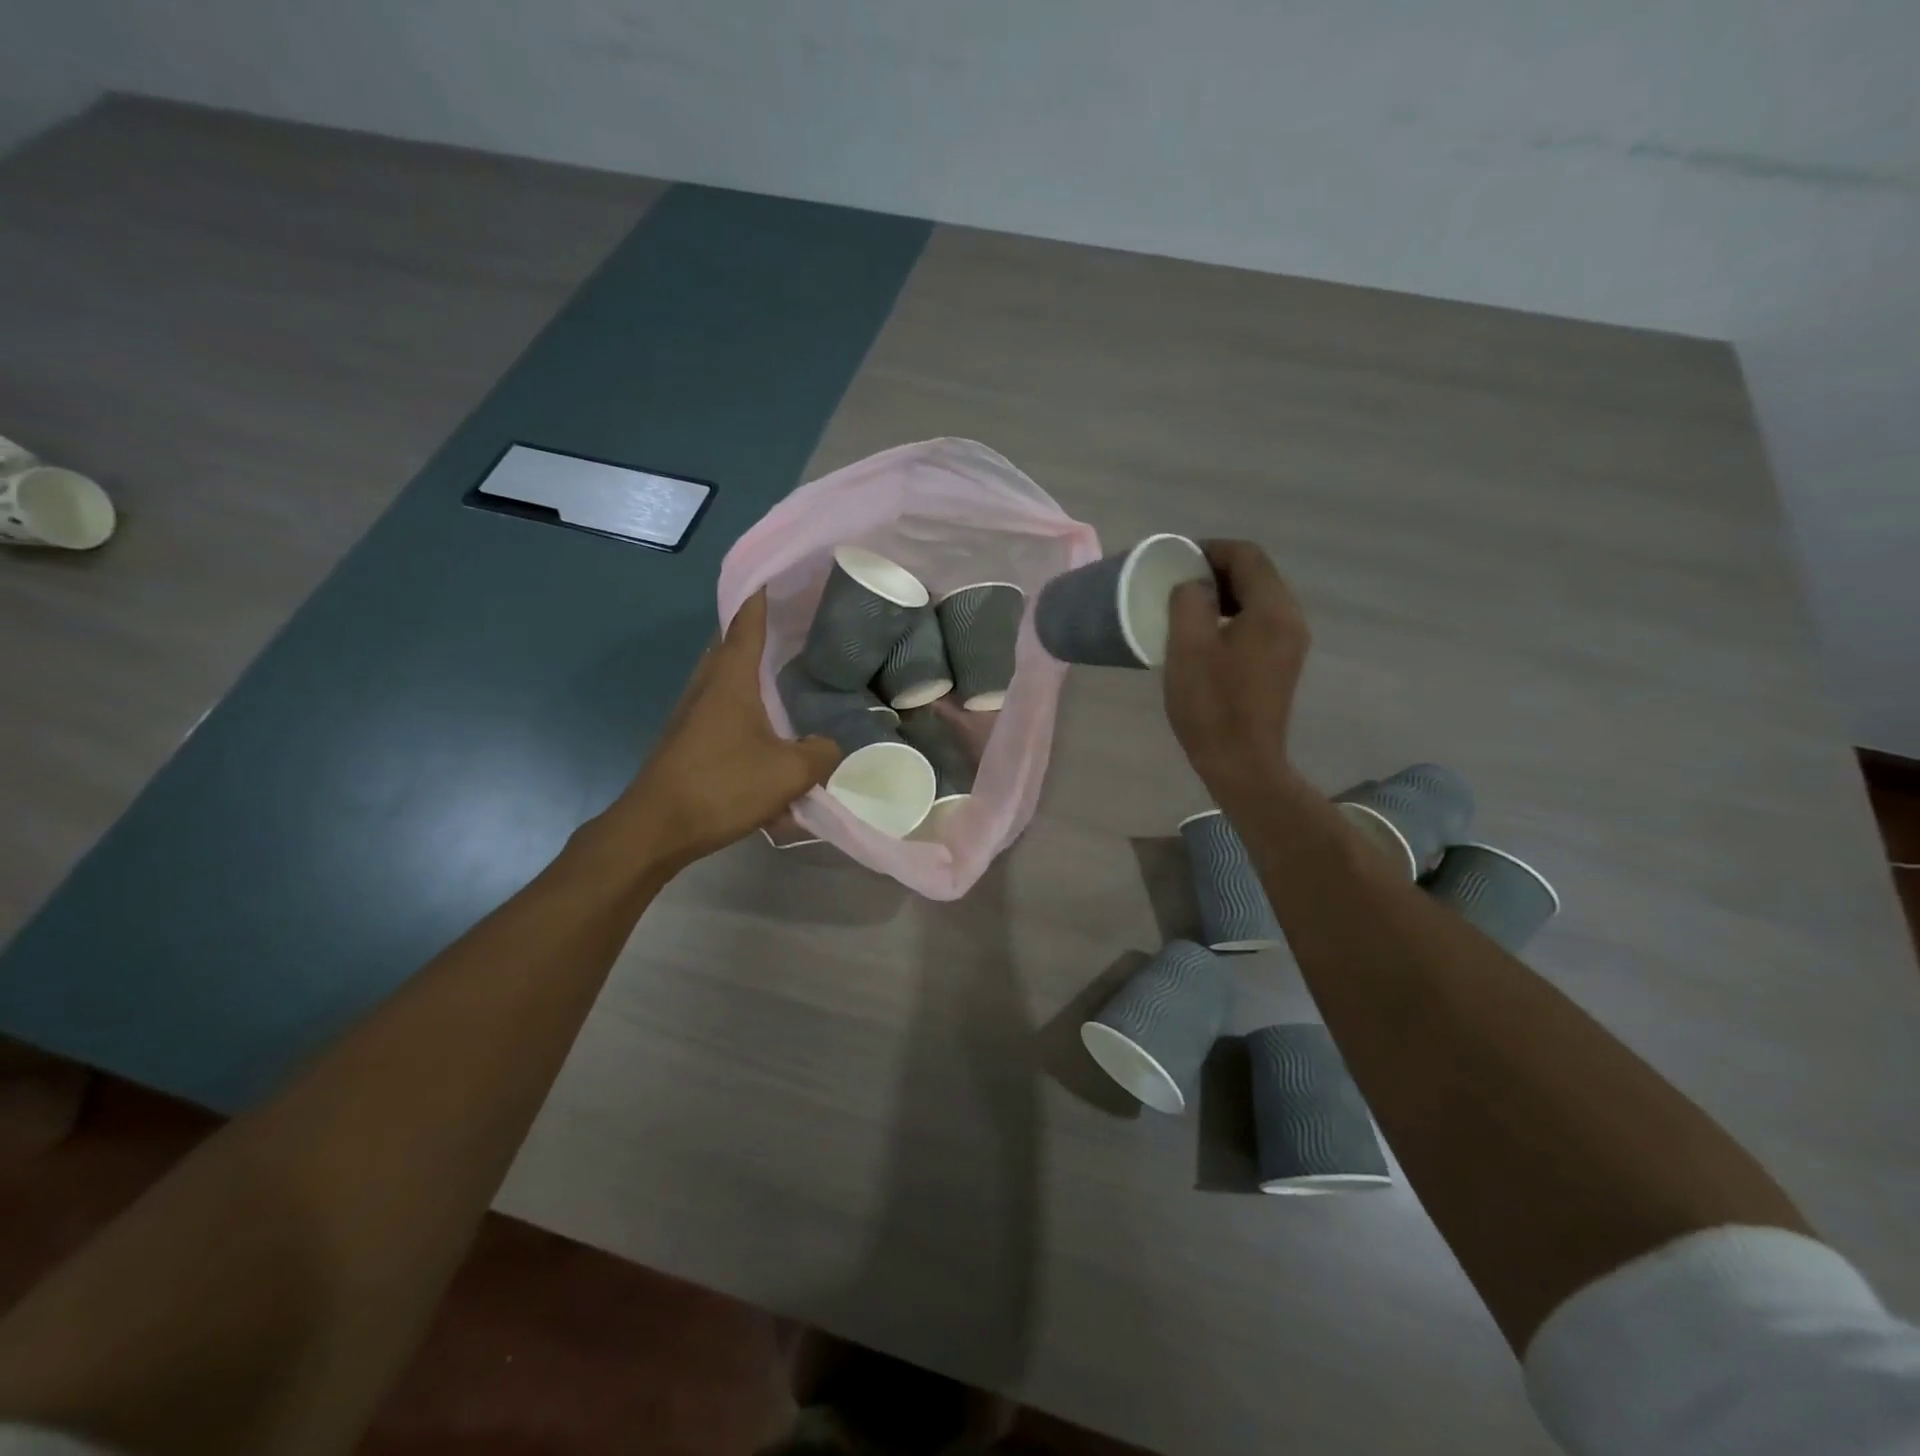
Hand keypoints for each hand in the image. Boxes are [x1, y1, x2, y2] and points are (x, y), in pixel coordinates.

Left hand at [616, 591, 840, 868]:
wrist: (657, 828)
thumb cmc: (722, 786)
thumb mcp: (789, 772)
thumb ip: (820, 753)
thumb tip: (831, 746)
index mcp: (731, 678)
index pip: (747, 621)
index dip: (761, 596)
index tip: (776, 574)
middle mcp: (707, 686)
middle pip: (731, 644)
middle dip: (757, 630)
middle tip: (792, 624)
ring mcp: (692, 713)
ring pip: (725, 679)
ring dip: (751, 672)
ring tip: (784, 674)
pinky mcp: (688, 739)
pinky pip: (721, 710)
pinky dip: (745, 708)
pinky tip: (768, 734)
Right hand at [1163, 540, 1310, 807]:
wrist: (1241, 762)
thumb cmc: (1211, 704)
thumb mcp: (1188, 647)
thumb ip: (1189, 601)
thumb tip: (1194, 586)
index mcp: (1272, 610)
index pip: (1247, 556)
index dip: (1211, 549)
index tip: (1177, 559)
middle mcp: (1291, 620)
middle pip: (1257, 575)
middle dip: (1217, 570)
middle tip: (1178, 582)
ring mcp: (1291, 644)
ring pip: (1259, 600)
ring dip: (1224, 594)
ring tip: (1187, 608)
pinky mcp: (1282, 664)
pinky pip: (1259, 623)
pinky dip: (1233, 616)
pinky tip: (1206, 636)